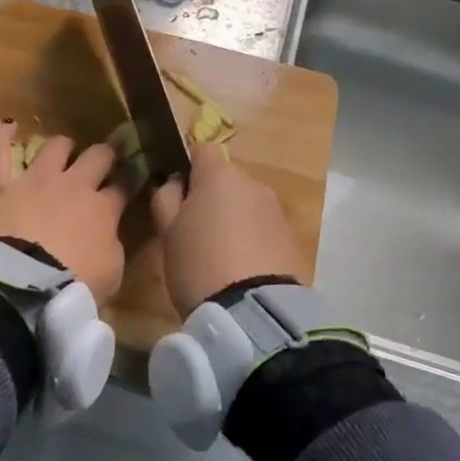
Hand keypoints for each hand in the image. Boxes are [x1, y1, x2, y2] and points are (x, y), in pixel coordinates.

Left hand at [0, 124, 128, 302]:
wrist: (24, 285)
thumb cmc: (74, 285)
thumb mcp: (111, 273)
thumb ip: (112, 245)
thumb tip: (108, 233)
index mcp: (103, 209)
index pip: (123, 186)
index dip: (130, 179)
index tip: (133, 176)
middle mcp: (73, 185)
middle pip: (96, 157)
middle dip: (105, 154)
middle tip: (106, 157)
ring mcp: (35, 180)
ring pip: (55, 147)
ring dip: (63, 146)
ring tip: (65, 148)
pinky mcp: (0, 185)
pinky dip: (1, 138)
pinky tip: (7, 127)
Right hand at [150, 146, 304, 315]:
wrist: (253, 310)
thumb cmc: (198, 264)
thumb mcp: (167, 233)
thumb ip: (167, 199)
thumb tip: (175, 182)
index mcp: (220, 176)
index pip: (202, 150)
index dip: (188, 168)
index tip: (178, 194)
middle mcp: (254, 185)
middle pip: (227, 181)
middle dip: (212, 199)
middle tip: (195, 233)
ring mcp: (277, 212)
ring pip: (247, 206)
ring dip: (234, 221)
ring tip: (220, 257)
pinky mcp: (293, 240)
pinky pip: (264, 231)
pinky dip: (253, 241)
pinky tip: (242, 270)